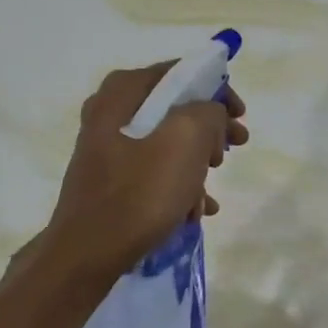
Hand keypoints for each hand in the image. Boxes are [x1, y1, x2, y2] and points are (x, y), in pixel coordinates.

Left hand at [43, 62, 248, 279]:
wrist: (87, 254)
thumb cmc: (139, 193)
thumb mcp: (186, 140)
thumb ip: (208, 112)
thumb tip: (210, 114)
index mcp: (122, 92)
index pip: (180, 72)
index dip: (216, 89)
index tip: (240, 116)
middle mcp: (109, 112)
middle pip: (174, 109)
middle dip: (209, 131)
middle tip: (233, 149)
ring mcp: (107, 149)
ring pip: (166, 143)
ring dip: (196, 165)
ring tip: (209, 193)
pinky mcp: (110, 181)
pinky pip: (153, 173)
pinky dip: (177, 186)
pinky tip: (195, 211)